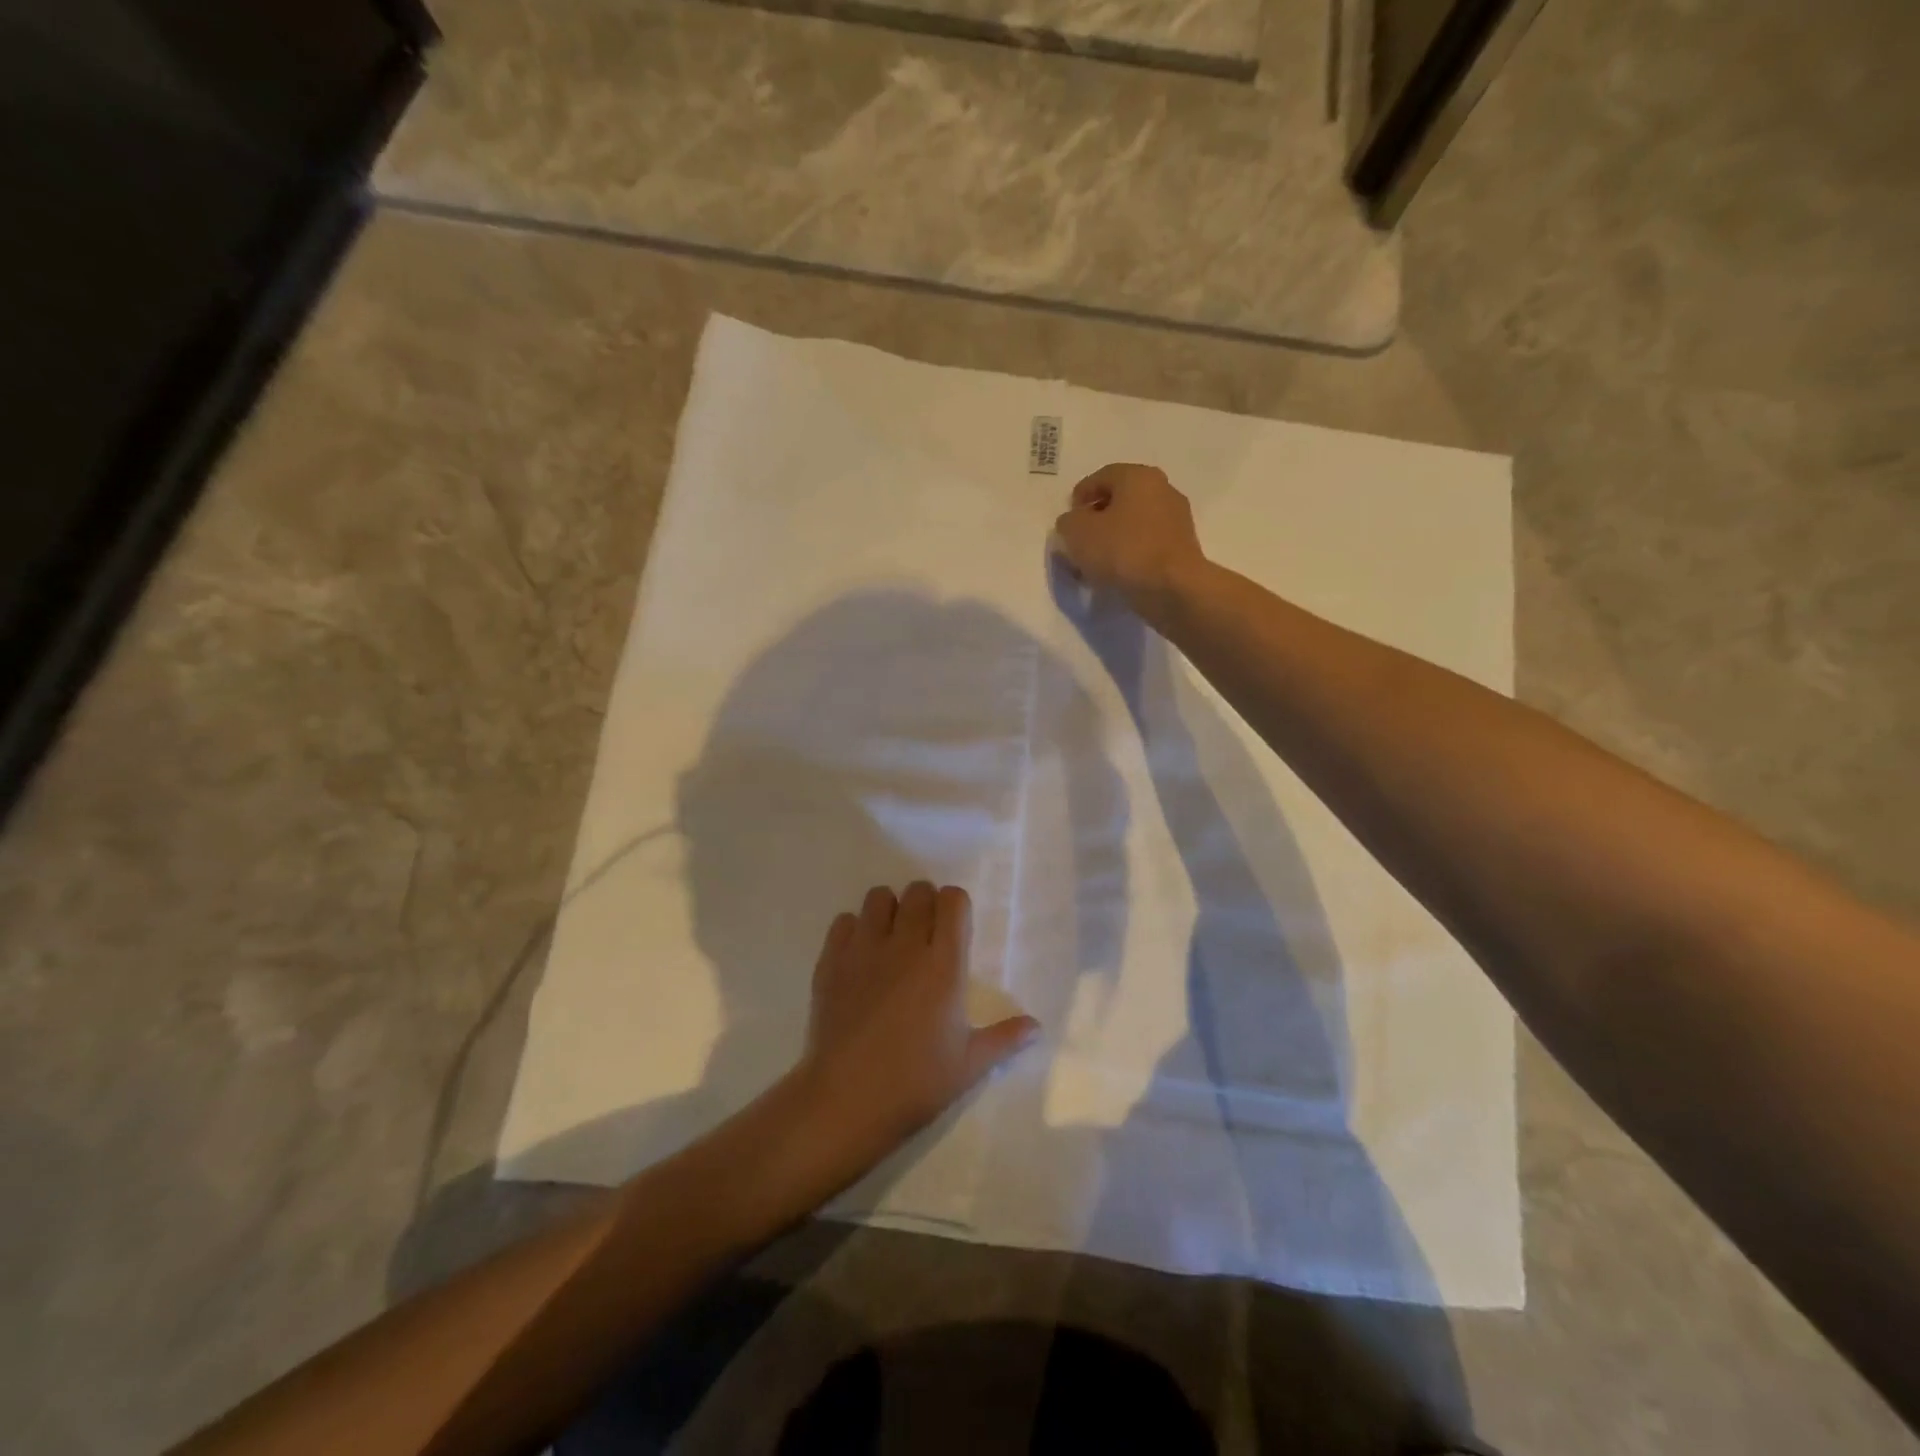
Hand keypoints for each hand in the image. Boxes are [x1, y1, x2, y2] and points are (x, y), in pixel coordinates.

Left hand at [792, 883, 1038, 1180]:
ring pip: (879, 898)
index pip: (953, 901)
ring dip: (889, 910)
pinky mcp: (831, 961)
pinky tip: (859, 957)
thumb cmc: (916, 1083)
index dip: (955, 906)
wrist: (847, 1100)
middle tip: (924, 933)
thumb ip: (1004, 1038)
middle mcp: (905, 945)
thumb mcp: (970, 1065)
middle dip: (925, 903)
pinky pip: (844, 921)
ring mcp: (864, 949)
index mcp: (943, 964)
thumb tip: (1036, 1027)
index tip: (954, 927)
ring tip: (891, 939)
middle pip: (917, 892)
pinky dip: (854, 930)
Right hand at [1051, 463, 1206, 618]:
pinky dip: (1129, 554)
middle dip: (1096, 520)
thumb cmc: (1123, 550)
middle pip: (1120, 500)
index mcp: (1138, 476)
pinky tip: (1115, 574)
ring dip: (1112, 540)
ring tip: (1094, 564)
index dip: (1080, 497)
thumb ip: (1068, 522)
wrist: (1173, 588)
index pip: (1101, 477)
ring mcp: (1176, 520)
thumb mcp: (1078, 533)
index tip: (1067, 521)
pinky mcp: (1181, 549)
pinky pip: (1147, 545)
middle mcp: (1162, 490)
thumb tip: (1073, 522)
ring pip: (1133, 525)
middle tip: (1078, 541)